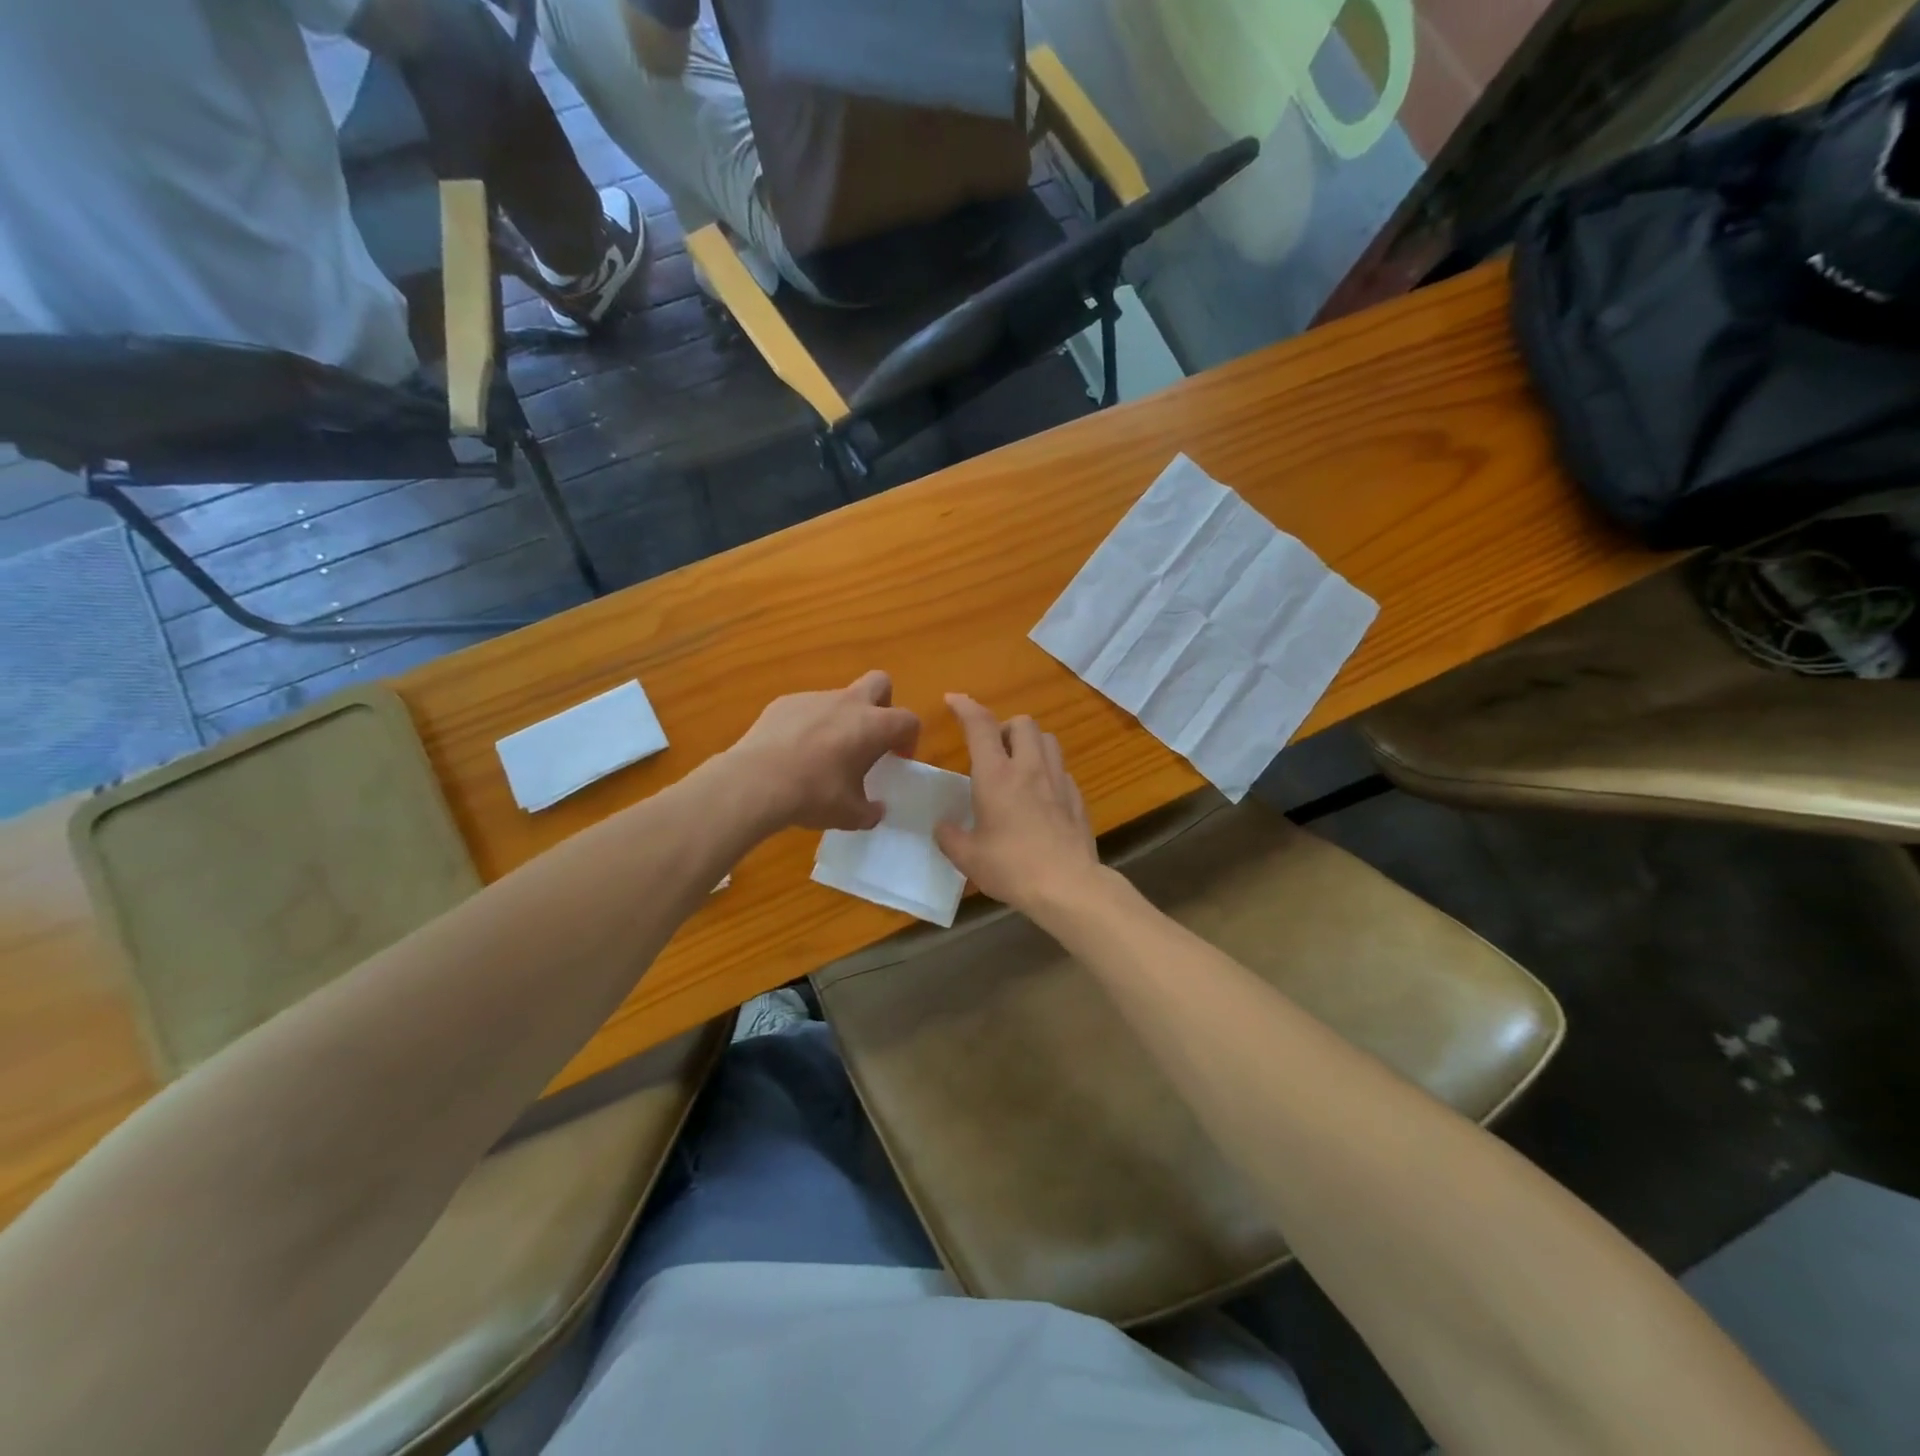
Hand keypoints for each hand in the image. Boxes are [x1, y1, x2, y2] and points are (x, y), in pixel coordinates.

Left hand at [727, 671, 920, 831]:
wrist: (755, 782)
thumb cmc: (814, 795)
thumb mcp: (850, 815)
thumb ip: (869, 811)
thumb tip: (875, 811)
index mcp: (873, 726)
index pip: (908, 720)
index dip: (909, 738)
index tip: (898, 759)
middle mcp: (847, 703)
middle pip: (880, 683)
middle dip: (882, 705)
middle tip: (870, 737)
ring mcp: (813, 698)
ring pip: (839, 698)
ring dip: (841, 720)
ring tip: (823, 755)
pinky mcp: (783, 703)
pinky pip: (806, 709)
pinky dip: (808, 725)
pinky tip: (792, 753)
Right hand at [934, 695, 1100, 913]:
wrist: (1067, 885)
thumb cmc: (1011, 867)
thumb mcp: (968, 857)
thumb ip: (950, 837)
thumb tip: (942, 827)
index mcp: (996, 775)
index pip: (980, 725)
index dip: (966, 707)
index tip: (954, 700)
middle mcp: (1029, 768)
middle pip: (1022, 723)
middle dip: (1004, 727)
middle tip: (992, 751)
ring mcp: (1058, 781)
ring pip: (1048, 740)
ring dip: (1030, 743)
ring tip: (1018, 765)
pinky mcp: (1077, 798)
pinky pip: (1062, 770)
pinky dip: (1048, 771)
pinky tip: (1041, 795)